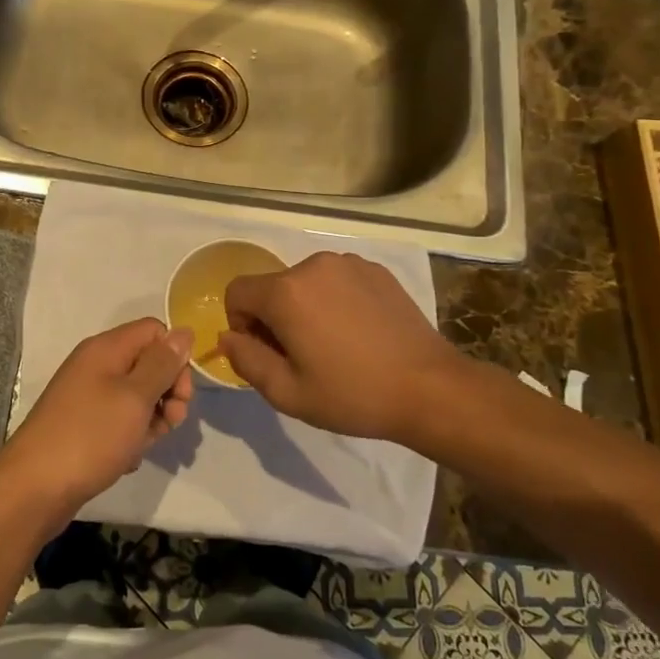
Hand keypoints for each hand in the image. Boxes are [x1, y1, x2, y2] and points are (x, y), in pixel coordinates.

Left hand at [0, 318, 193, 514]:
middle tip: (170, 423)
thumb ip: (162, 364)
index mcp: (106, 349)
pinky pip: (119, 421)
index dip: (174, 358)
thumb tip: (183, 332)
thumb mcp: (135, 397)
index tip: (180, 393)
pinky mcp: (84, 425)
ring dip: (151, 420)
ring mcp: (87, 396)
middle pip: (148, 364)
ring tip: (142, 446)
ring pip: (137, 397)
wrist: (34, 488)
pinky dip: (130, 438)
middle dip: (168, 393)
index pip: (155, 332)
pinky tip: (126, 459)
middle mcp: (96, 365)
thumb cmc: (90, 436)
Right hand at [218, 252, 465, 442]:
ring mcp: (349, 263)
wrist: (430, 389)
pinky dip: (335, 301)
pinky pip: (337, 280)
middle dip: (274, 318)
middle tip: (302, 357)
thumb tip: (228, 336)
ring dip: (305, 308)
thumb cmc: (352, 394)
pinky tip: (360, 334)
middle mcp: (314, 265)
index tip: (266, 353)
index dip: (241, 324)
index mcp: (286, 292)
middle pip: (272, 287)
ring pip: (305, 283)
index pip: (237, 292)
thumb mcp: (287, 392)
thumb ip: (245, 360)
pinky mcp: (377, 271)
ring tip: (334, 346)